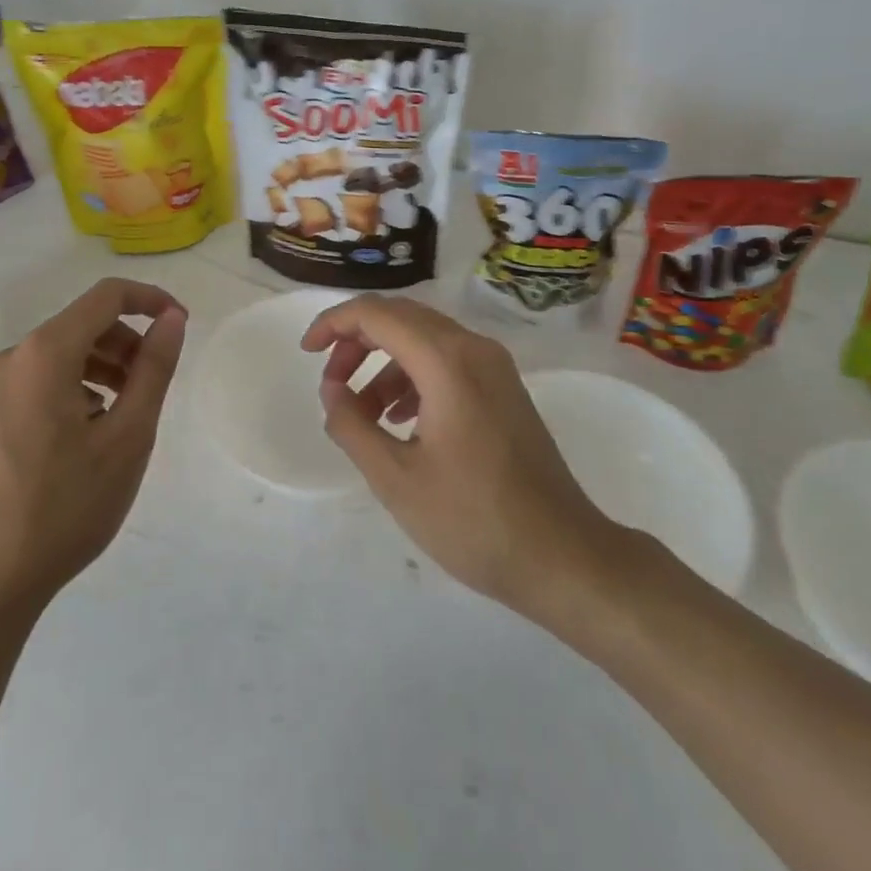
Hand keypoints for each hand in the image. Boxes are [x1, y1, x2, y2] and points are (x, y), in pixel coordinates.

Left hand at [0, 278, 188, 619]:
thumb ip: (154, 368)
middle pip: (84, 323)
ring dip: (106, 365)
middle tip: (156, 383)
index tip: (182, 326)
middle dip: (128, 341)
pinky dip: (78, 385)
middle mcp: (13, 357)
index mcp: (45, 353)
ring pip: (64, 352)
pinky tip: (92, 430)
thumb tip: (172, 319)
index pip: (107, 296)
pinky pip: (43, 378)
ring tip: (129, 411)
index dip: (150, 300)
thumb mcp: (127, 437)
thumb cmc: (65, 507)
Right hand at [302, 295, 615, 614]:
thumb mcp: (395, 478)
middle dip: (357, 341)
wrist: (563, 556)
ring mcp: (495, 367)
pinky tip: (400, 420)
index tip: (307, 352)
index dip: (334, 323)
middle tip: (331, 383)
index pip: (377, 314)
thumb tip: (333, 390)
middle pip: (401, 318)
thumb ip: (352, 425)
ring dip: (384, 362)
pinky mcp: (504, 389)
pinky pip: (447, 361)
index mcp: (447, 361)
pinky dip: (413, 377)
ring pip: (424, 339)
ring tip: (361, 412)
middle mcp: (474, 348)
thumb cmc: (474, 520)